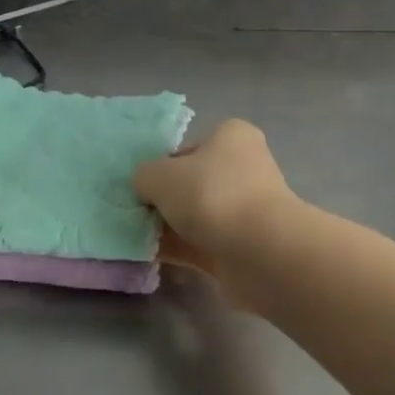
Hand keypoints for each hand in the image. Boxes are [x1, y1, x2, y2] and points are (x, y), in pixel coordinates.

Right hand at [134, 118, 297, 278]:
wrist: (260, 251)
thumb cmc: (211, 195)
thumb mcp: (159, 175)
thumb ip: (144, 176)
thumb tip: (146, 188)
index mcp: (232, 137)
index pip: (188, 147)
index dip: (162, 165)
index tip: (142, 186)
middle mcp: (244, 168)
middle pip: (192, 183)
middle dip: (164, 200)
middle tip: (134, 215)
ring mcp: (246, 209)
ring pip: (196, 216)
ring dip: (169, 227)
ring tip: (137, 238)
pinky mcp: (244, 244)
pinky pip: (202, 243)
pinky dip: (179, 249)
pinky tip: (151, 257)